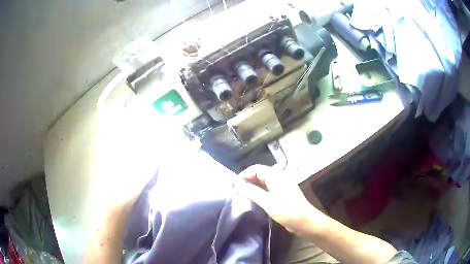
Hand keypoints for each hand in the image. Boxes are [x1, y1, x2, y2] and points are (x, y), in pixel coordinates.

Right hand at [238, 165, 326, 234]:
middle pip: (261, 173)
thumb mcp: (267, 202)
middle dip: (249, 179)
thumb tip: (237, 184)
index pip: (257, 168)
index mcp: (277, 176)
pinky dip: (260, 191)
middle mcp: (280, 177)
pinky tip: (254, 198)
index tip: (235, 184)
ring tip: (243, 193)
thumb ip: (252, 191)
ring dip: (254, 185)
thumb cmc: (287, 210)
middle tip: (237, 189)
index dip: (245, 174)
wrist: (305, 221)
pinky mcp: (283, 194)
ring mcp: (282, 186)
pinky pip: (269, 188)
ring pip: (265, 181)